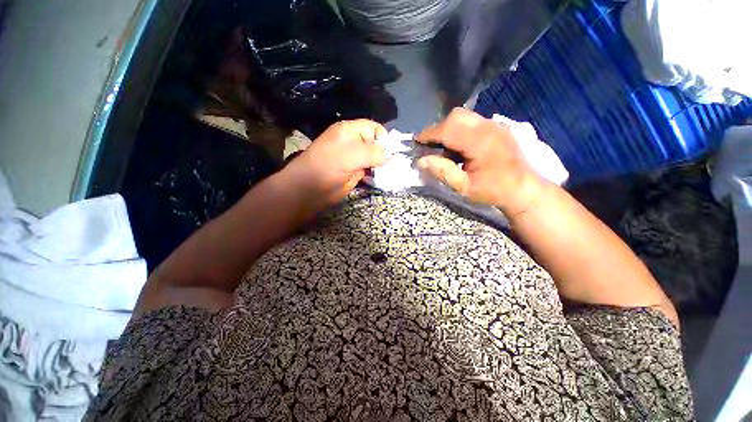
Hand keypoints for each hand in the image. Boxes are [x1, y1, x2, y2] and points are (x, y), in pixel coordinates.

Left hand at [283, 119, 389, 210]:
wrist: (308, 191)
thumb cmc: (326, 168)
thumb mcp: (349, 156)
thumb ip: (372, 152)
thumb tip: (392, 152)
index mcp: (350, 131)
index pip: (374, 128)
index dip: (384, 139)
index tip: (392, 154)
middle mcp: (354, 143)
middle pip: (377, 144)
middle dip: (386, 154)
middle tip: (394, 166)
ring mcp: (355, 159)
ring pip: (375, 159)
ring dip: (383, 166)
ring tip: (391, 174)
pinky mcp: (356, 173)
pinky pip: (371, 171)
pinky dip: (378, 174)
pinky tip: (383, 179)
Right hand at [416, 108, 544, 214]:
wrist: (523, 189)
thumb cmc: (493, 191)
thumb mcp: (464, 187)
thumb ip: (442, 171)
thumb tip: (421, 160)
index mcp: (480, 142)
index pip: (448, 129)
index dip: (429, 134)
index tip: (416, 142)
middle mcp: (488, 127)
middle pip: (456, 116)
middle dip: (438, 128)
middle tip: (429, 145)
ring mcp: (495, 125)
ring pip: (464, 116)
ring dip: (448, 128)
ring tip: (443, 147)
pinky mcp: (497, 127)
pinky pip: (472, 121)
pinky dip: (459, 129)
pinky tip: (458, 146)